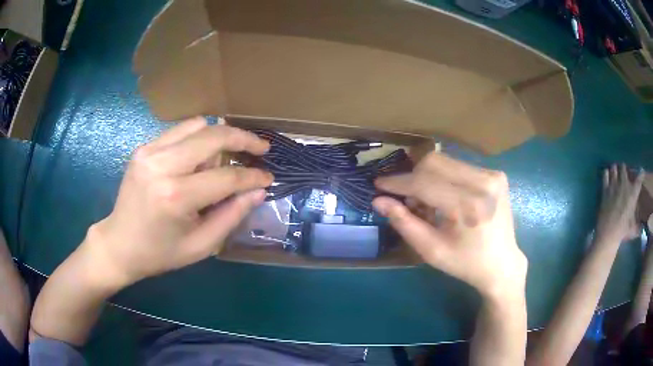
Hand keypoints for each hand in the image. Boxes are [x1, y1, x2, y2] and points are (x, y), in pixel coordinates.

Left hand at [85, 117, 272, 286]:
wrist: (119, 244)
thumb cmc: (160, 252)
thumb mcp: (201, 245)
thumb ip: (232, 215)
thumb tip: (258, 191)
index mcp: (175, 196)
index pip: (226, 176)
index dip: (252, 176)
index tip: (269, 177)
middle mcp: (161, 165)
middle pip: (213, 136)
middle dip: (243, 139)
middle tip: (261, 148)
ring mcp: (149, 151)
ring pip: (198, 125)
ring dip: (219, 137)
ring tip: (225, 158)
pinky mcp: (143, 147)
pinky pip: (180, 130)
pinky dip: (198, 137)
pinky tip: (202, 155)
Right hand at [373, 152, 526, 298]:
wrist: (502, 263)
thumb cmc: (465, 263)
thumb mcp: (431, 250)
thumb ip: (404, 223)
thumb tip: (379, 201)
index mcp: (468, 207)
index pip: (424, 183)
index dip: (398, 182)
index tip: (378, 184)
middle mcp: (483, 183)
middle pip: (434, 163)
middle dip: (413, 178)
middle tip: (406, 199)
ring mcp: (493, 175)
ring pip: (445, 161)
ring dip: (428, 177)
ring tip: (426, 202)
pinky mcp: (496, 174)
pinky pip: (458, 166)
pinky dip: (444, 178)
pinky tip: (445, 198)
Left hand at [595, 164, 643, 243]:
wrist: (609, 233)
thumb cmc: (623, 231)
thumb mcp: (633, 228)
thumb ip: (638, 226)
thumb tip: (641, 229)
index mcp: (633, 193)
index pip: (639, 179)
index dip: (641, 174)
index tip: (641, 171)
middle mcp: (624, 185)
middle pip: (624, 168)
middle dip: (624, 169)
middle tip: (623, 171)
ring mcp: (614, 185)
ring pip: (614, 169)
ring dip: (615, 169)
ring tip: (615, 171)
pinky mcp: (605, 189)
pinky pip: (605, 175)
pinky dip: (606, 173)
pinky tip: (606, 174)